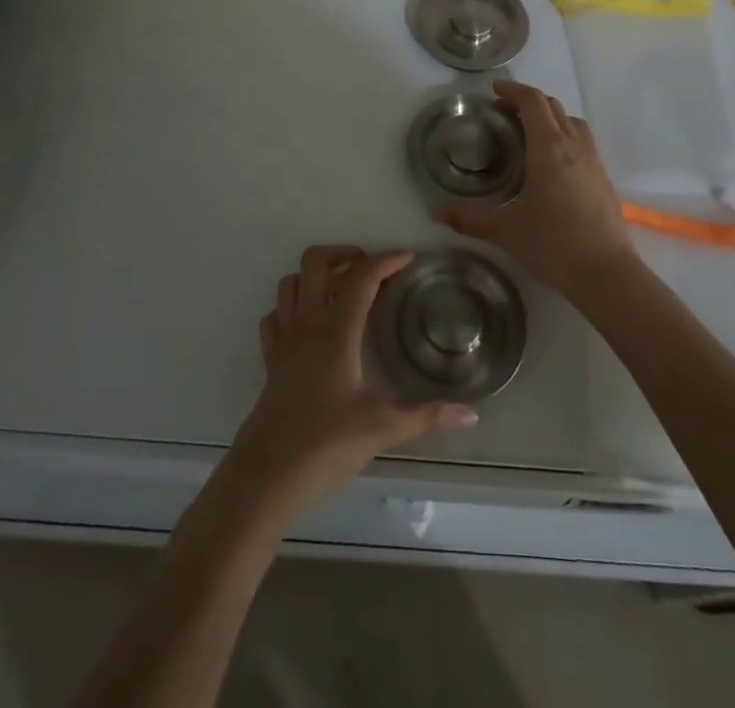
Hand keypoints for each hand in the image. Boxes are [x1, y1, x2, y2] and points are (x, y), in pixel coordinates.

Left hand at [231, 247, 477, 517]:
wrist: (264, 479)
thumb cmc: (324, 447)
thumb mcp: (382, 429)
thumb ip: (427, 417)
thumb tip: (471, 414)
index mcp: (336, 331)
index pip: (360, 277)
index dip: (386, 260)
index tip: (409, 259)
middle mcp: (307, 325)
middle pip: (315, 262)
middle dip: (345, 254)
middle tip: (372, 271)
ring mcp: (284, 341)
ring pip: (291, 283)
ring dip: (316, 276)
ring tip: (343, 290)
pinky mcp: (270, 362)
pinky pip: (276, 317)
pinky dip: (292, 308)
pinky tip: (311, 324)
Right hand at [438, 81, 636, 300]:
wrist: (606, 273)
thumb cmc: (553, 245)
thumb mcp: (505, 231)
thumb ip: (468, 219)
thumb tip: (435, 211)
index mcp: (548, 148)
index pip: (533, 102)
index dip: (513, 91)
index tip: (494, 92)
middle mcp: (573, 145)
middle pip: (553, 106)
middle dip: (528, 102)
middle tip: (504, 115)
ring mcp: (593, 160)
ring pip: (572, 121)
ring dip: (550, 117)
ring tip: (530, 134)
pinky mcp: (603, 177)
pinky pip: (583, 140)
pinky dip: (565, 135)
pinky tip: (553, 163)